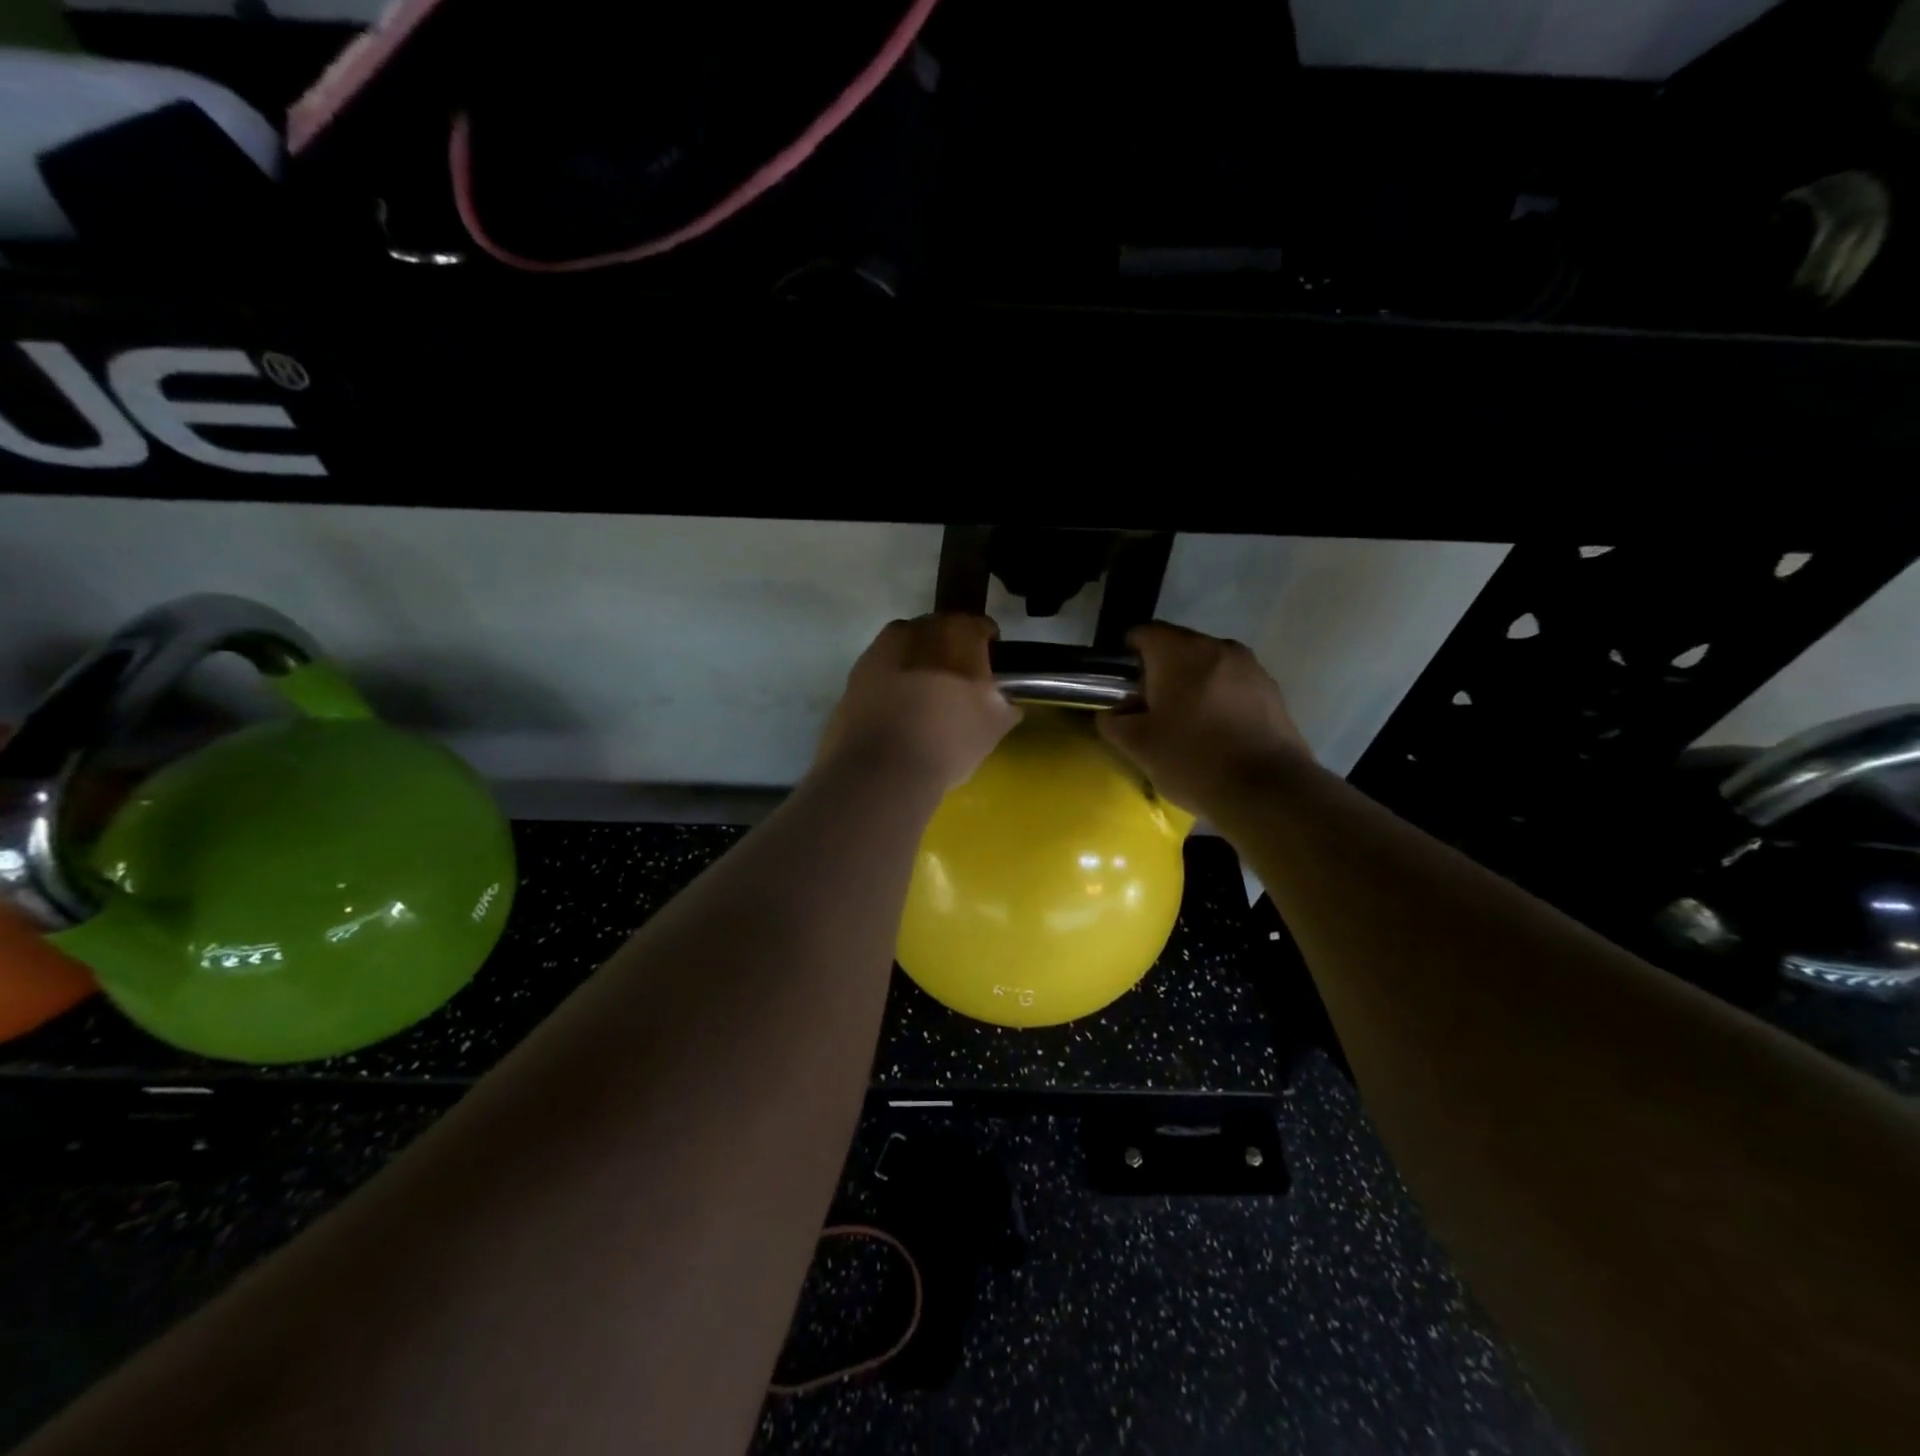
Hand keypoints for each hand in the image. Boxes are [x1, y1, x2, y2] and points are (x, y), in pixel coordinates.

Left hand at [817, 615, 1021, 793]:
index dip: (988, 647)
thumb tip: (1003, 701)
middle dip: (949, 654)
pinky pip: (882, 674)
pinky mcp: (853, 678)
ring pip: (906, 652)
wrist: (881, 771)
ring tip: (924, 701)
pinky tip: (898, 715)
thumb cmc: (948, 740)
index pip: (979, 628)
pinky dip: (891, 687)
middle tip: (957, 686)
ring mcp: (877, 651)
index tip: (991, 670)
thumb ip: (1004, 704)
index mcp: (955, 633)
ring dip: (916, 668)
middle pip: (938, 634)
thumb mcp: (993, 726)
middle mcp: (914, 630)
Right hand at [1098, 622, 1309, 815]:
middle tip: (1149, 711)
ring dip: (1191, 686)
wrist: (1268, 791)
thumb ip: (1113, 721)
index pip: (1142, 634)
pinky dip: (1218, 699)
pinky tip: (1215, 733)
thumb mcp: (1137, 746)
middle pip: (1177, 648)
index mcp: (1180, 652)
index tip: (1121, 690)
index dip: (1125, 659)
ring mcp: (1250, 666)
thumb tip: (1113, 712)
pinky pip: (1232, 684)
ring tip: (1184, 725)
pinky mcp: (1272, 690)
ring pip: (1207, 666)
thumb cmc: (1193, 760)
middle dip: (1159, 673)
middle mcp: (1217, 646)